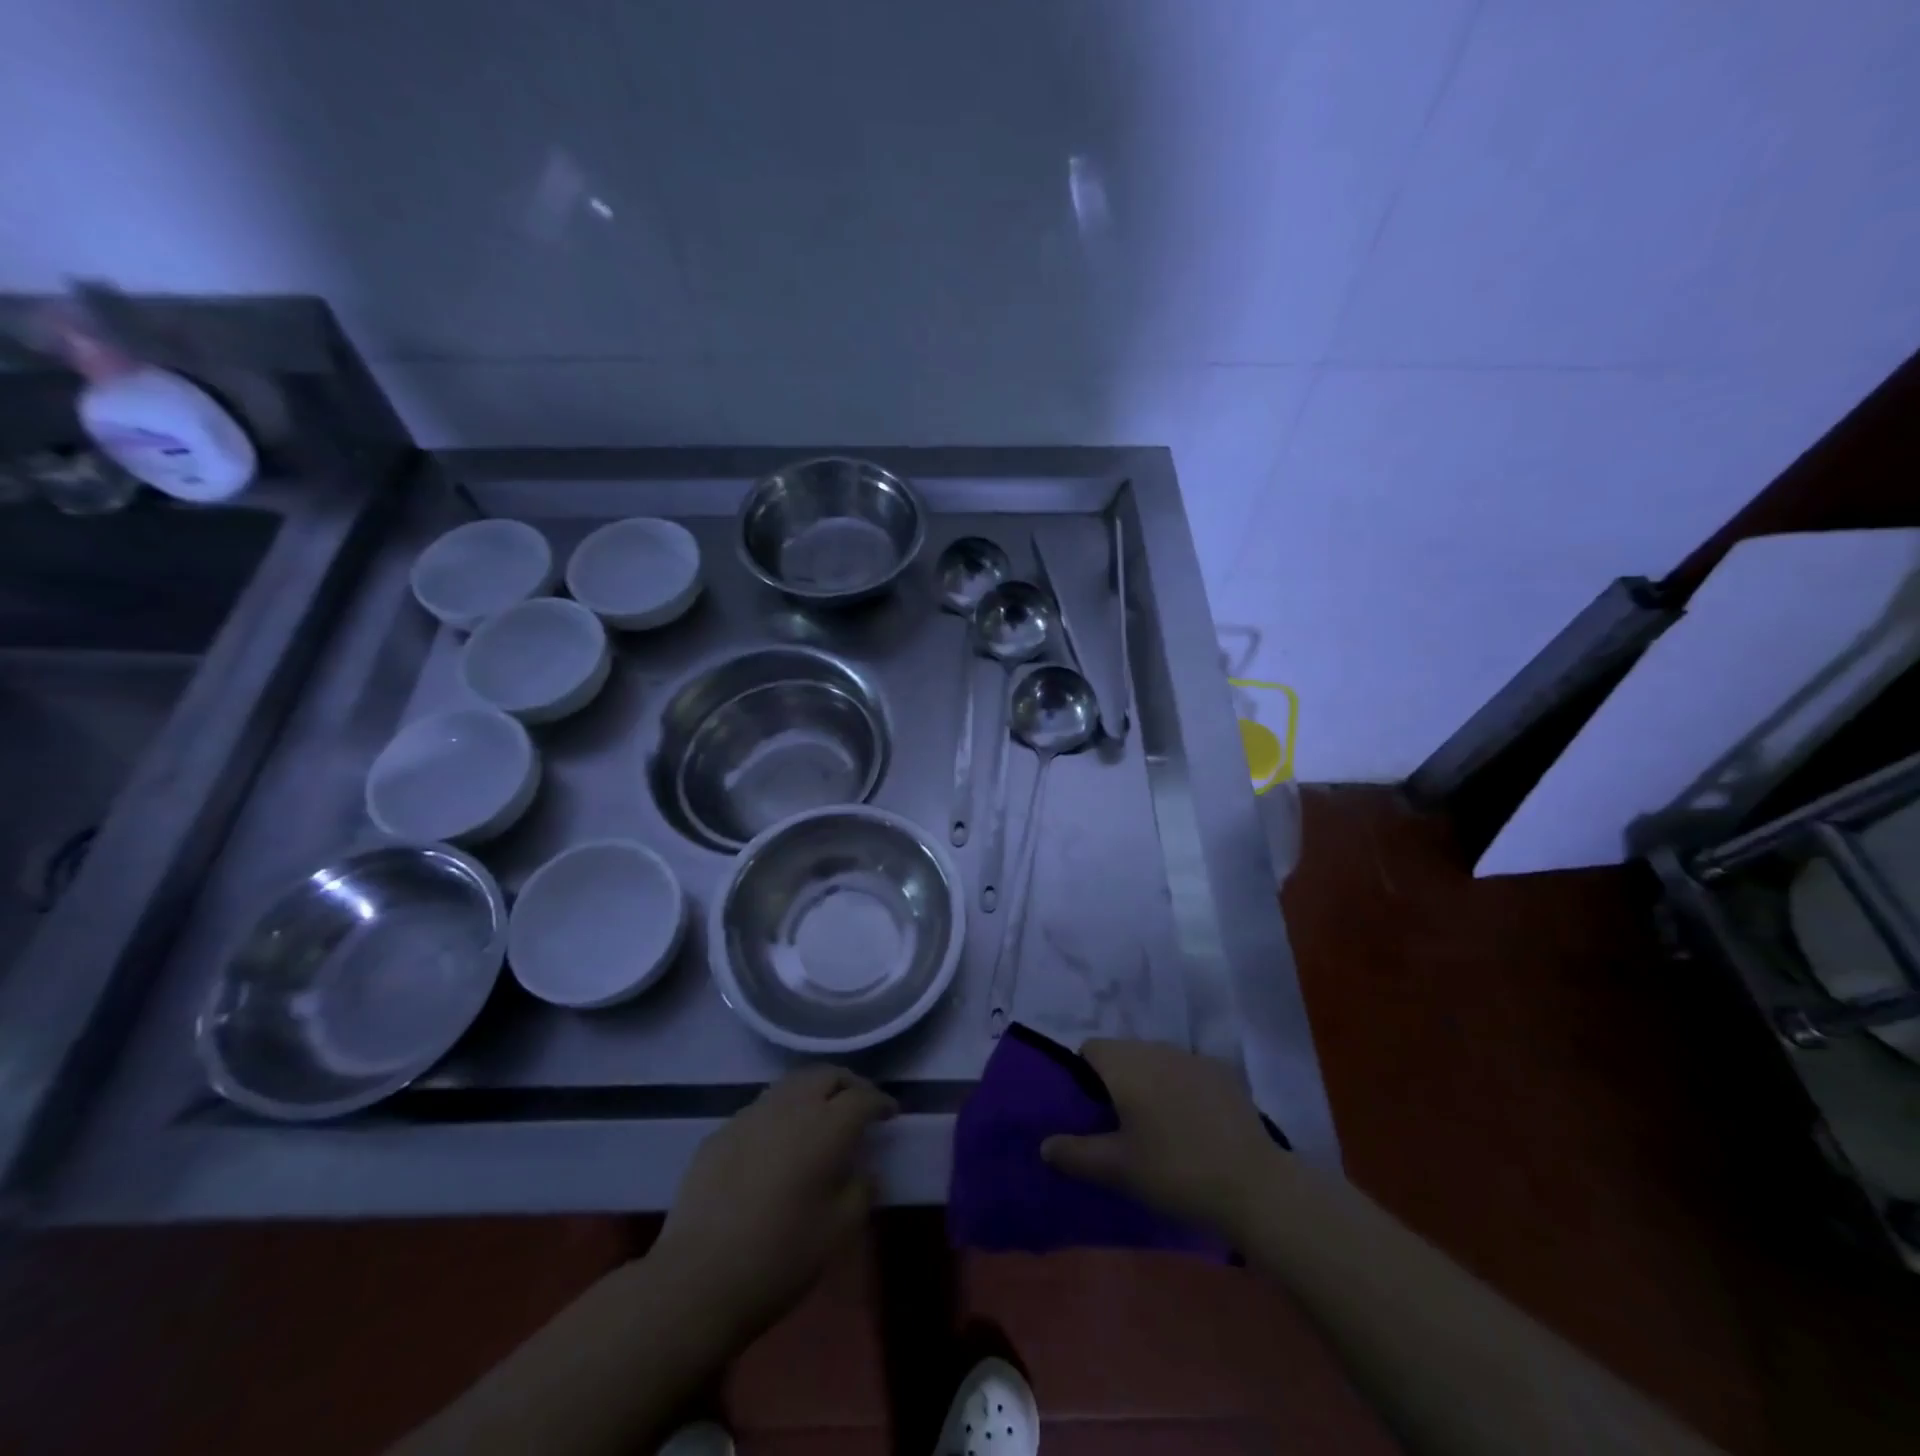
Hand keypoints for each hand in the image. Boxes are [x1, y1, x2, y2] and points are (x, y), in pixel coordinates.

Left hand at [654, 1064, 895, 1343]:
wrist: (697, 1280)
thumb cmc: (780, 1257)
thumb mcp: (838, 1231)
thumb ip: (861, 1191)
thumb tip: (865, 1170)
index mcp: (826, 1127)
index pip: (862, 1097)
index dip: (881, 1102)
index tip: (891, 1113)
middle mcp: (790, 1107)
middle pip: (826, 1075)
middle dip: (848, 1084)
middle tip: (858, 1105)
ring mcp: (750, 1115)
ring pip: (791, 1084)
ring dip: (813, 1092)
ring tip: (820, 1117)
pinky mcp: (721, 1133)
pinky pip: (761, 1109)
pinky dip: (781, 1114)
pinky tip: (778, 1144)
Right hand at [1041, 1038, 1281, 1238]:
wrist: (1255, 1185)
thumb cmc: (1175, 1172)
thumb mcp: (1118, 1170)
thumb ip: (1075, 1154)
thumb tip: (1044, 1144)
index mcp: (1126, 1064)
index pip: (1090, 1049)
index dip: (1082, 1076)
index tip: (1090, 1112)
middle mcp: (1156, 1048)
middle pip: (1123, 1052)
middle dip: (1116, 1080)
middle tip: (1119, 1126)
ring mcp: (1193, 1057)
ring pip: (1156, 1060)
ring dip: (1149, 1083)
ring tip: (1156, 1127)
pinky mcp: (1223, 1073)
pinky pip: (1186, 1071)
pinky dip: (1180, 1089)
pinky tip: (1192, 1125)